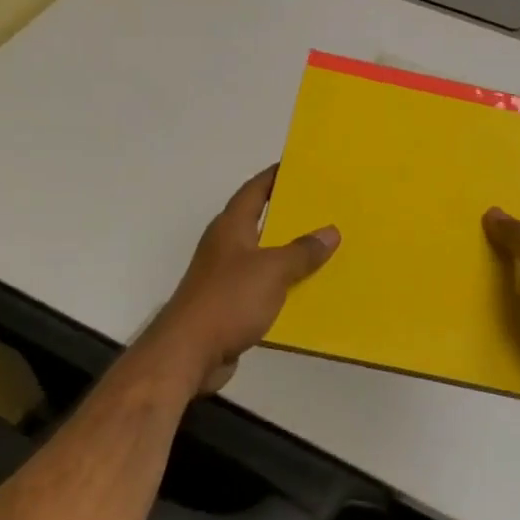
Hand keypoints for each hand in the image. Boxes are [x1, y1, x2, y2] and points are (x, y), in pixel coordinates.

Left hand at [145, 167, 339, 393]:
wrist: (188, 352)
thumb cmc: (229, 299)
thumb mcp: (273, 271)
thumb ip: (302, 251)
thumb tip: (330, 231)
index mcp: (231, 226)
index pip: (255, 189)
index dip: (276, 176)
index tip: (302, 167)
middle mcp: (225, 245)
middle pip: (260, 221)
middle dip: (289, 215)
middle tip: (324, 208)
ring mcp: (224, 275)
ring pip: (263, 255)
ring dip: (289, 253)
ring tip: (324, 248)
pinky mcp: (228, 304)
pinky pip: (262, 286)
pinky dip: (282, 284)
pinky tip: (306, 290)